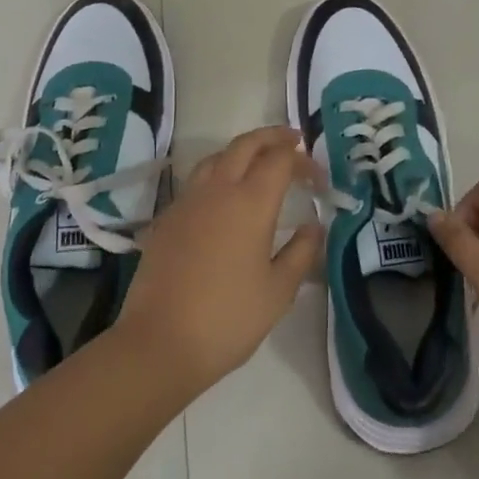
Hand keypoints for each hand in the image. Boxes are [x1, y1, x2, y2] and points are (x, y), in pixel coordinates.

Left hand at [118, 126, 323, 397]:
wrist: (160, 341)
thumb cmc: (228, 319)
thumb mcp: (278, 292)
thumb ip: (301, 253)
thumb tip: (313, 226)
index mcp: (250, 202)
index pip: (280, 160)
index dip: (302, 161)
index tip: (318, 177)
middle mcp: (218, 189)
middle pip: (246, 144)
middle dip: (272, 137)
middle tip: (293, 141)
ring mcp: (188, 200)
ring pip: (217, 156)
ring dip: (242, 150)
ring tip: (258, 161)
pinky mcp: (167, 217)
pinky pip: (197, 180)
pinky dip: (218, 172)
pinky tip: (223, 196)